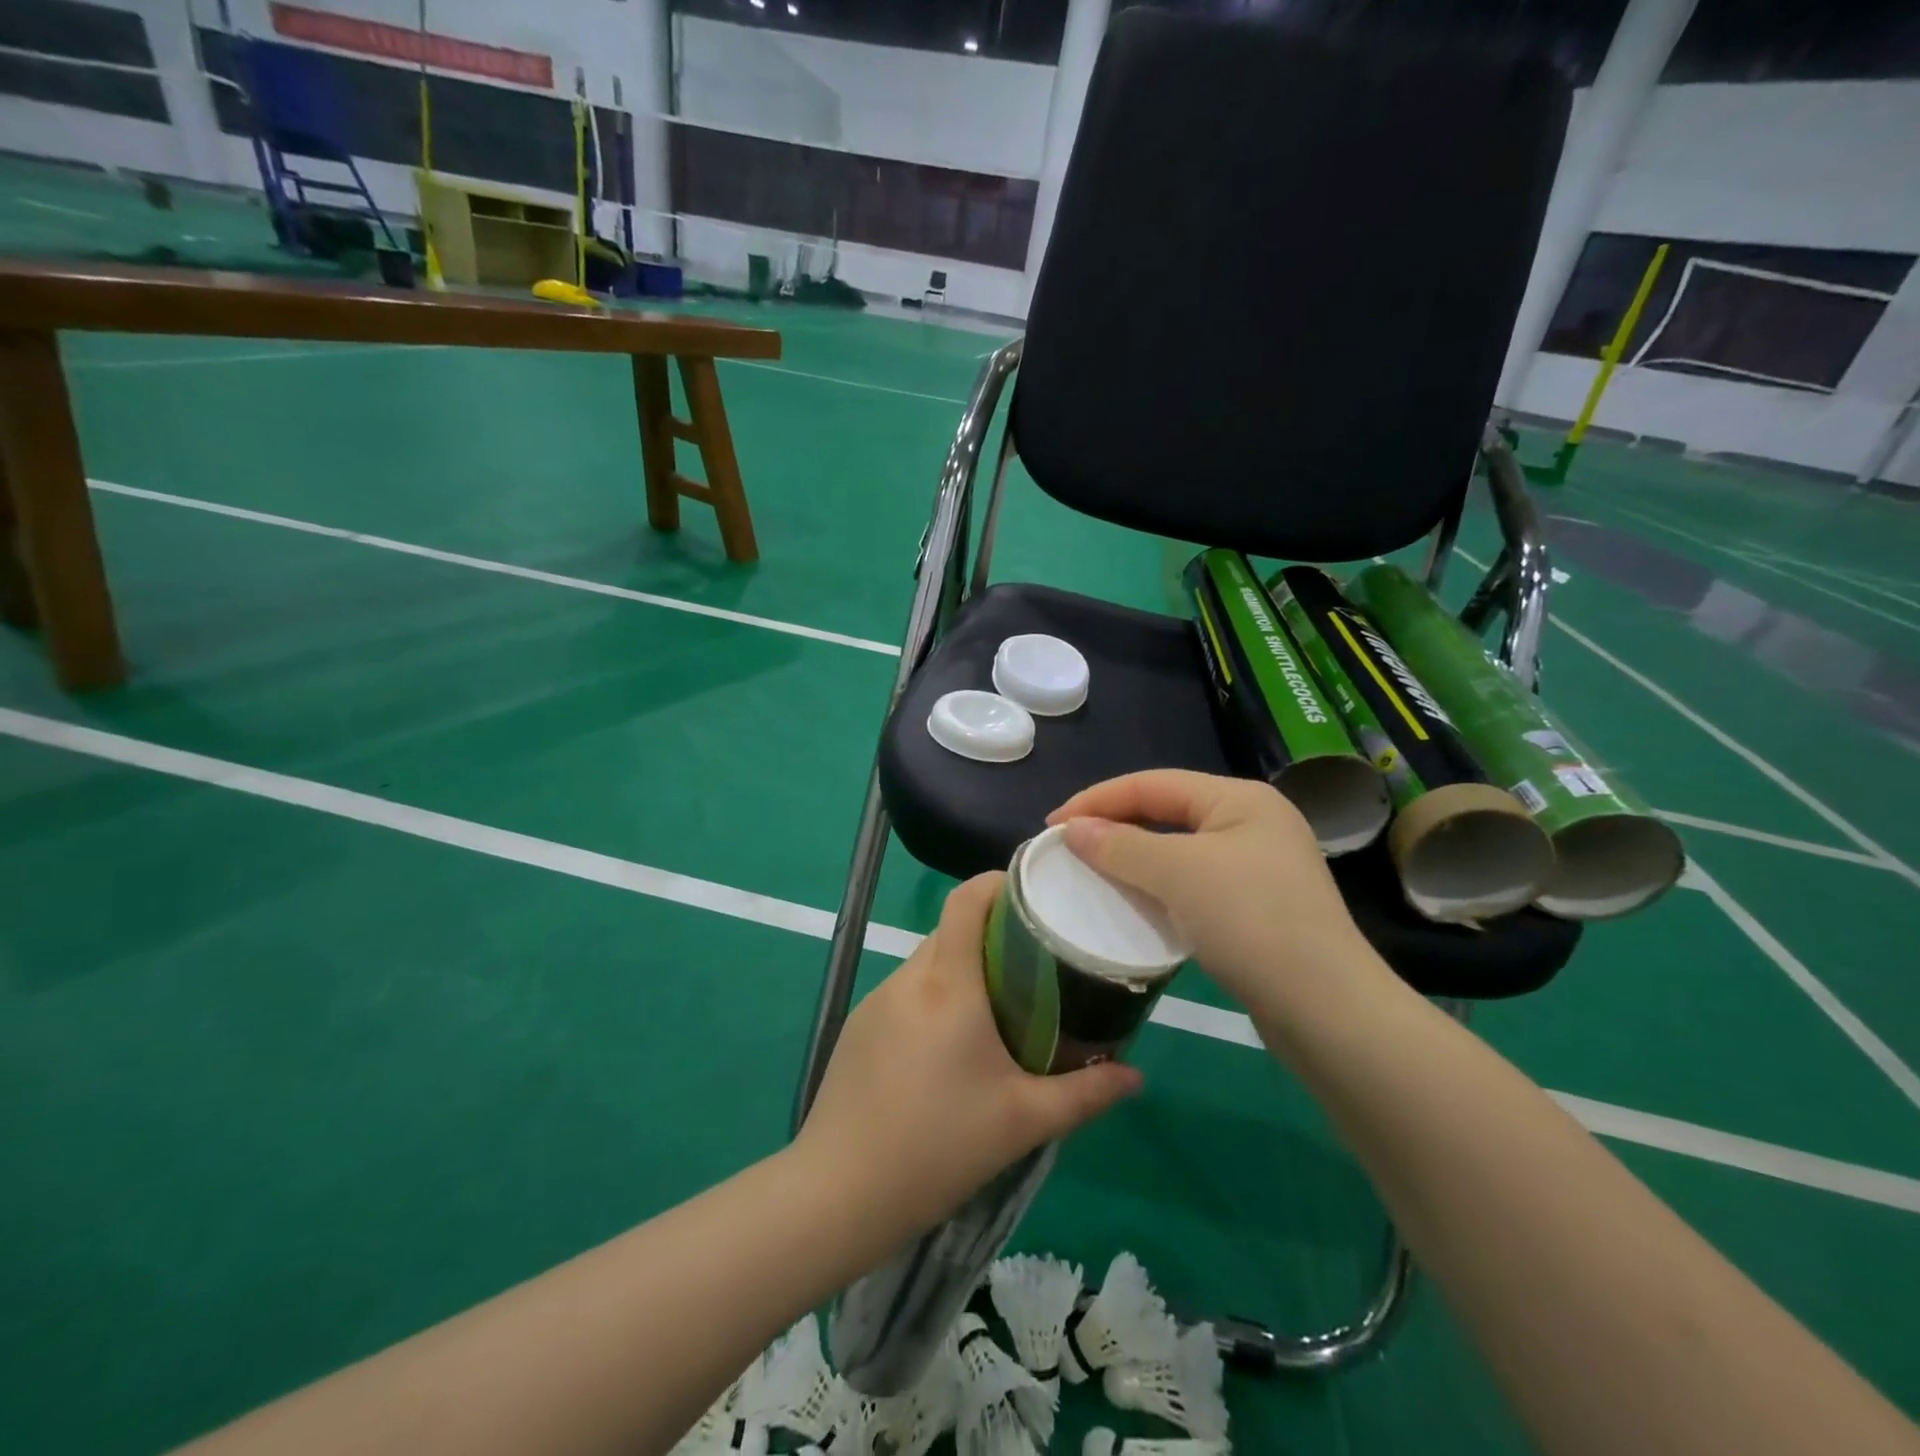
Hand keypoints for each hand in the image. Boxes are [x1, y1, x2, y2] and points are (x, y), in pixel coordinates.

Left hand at [795, 873, 1142, 1239]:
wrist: (838, 1193)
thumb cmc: (938, 1147)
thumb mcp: (1023, 1121)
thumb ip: (1085, 1094)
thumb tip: (1134, 1076)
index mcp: (947, 985)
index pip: (966, 900)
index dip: (998, 882)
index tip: (1035, 893)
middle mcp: (908, 979)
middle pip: (951, 929)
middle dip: (992, 932)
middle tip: (1035, 961)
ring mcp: (876, 1000)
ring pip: (928, 961)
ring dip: (963, 968)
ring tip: (999, 1004)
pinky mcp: (858, 1025)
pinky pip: (906, 991)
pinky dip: (935, 996)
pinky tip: (951, 1045)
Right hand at [1048, 770, 1382, 1021]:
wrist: (1326, 1010)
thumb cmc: (1251, 921)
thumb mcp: (1178, 874)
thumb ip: (1120, 845)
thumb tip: (1072, 830)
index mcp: (1240, 799)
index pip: (1152, 784)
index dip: (1097, 799)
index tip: (1051, 825)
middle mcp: (1252, 823)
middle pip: (1166, 812)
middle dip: (1115, 826)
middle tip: (1068, 846)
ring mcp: (1258, 867)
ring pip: (1178, 850)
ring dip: (1133, 858)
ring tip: (1093, 871)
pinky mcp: (1256, 907)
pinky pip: (1192, 883)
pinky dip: (1157, 887)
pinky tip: (1135, 903)